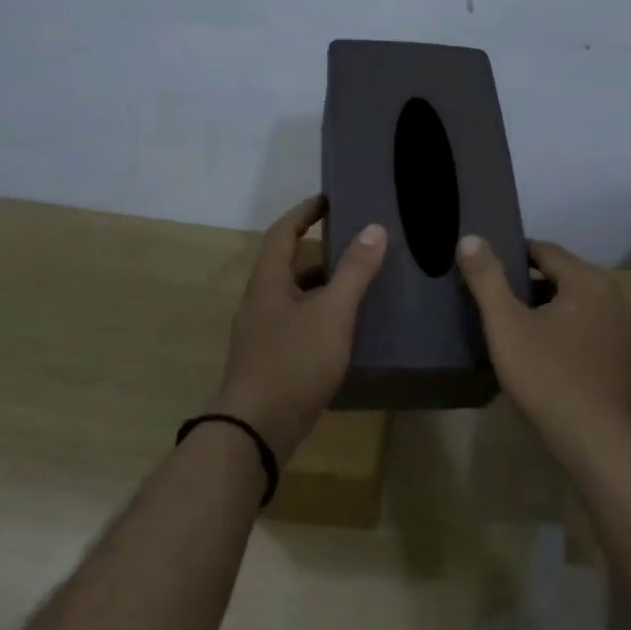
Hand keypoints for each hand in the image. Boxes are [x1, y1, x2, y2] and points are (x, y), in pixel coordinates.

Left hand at [211, 195, 387, 459]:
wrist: (257, 430)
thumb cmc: (294, 362)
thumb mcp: (332, 312)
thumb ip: (354, 271)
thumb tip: (374, 228)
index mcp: (269, 281)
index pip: (283, 232)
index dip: (305, 212)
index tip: (329, 199)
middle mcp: (261, 301)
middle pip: (290, 265)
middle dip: (323, 252)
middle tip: (360, 245)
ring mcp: (264, 333)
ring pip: (297, 298)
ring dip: (325, 287)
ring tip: (362, 285)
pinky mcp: (272, 360)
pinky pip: (300, 324)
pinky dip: (323, 317)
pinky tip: (348, 330)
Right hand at [456, 235, 630, 452]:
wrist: (599, 443)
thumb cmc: (548, 377)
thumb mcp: (506, 325)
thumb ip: (487, 278)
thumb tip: (469, 238)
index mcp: (589, 281)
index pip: (545, 251)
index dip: (514, 255)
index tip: (488, 269)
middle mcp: (617, 297)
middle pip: (566, 278)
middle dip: (532, 286)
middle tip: (499, 303)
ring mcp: (630, 331)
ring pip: (582, 307)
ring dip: (553, 311)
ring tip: (520, 330)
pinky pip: (595, 334)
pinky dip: (572, 335)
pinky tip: (552, 359)